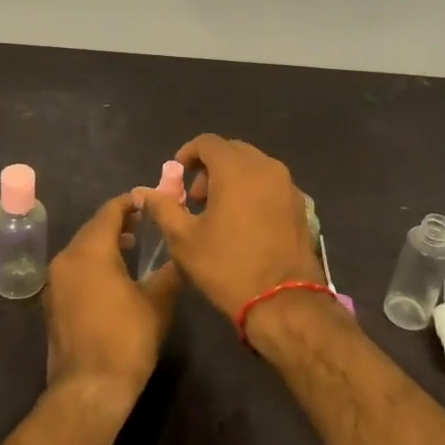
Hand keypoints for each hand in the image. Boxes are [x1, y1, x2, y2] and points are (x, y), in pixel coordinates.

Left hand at [43, 192, 179, 415]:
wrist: (89, 389)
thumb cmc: (126, 339)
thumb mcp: (157, 303)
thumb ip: (167, 272)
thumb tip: (178, 256)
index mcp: (90, 250)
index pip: (110, 211)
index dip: (130, 203)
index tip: (149, 201)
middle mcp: (66, 258)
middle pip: (92, 228)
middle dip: (117, 223)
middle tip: (144, 223)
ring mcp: (54, 281)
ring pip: (81, 249)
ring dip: (104, 243)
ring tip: (131, 247)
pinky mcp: (52, 302)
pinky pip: (74, 269)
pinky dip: (92, 263)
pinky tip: (112, 277)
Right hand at [136, 134, 318, 319]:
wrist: (284, 302)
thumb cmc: (227, 267)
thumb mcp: (183, 239)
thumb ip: (163, 207)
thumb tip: (144, 191)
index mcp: (236, 169)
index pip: (207, 142)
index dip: (188, 154)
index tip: (177, 176)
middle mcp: (265, 167)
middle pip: (232, 151)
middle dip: (210, 166)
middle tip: (196, 197)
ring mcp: (287, 185)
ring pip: (254, 166)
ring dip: (232, 177)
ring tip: (219, 211)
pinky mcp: (300, 205)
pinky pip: (271, 184)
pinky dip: (253, 190)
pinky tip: (245, 222)